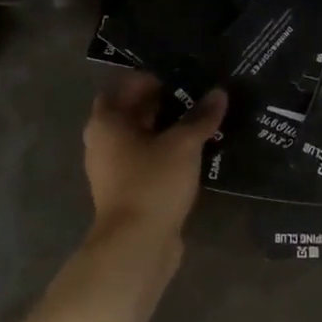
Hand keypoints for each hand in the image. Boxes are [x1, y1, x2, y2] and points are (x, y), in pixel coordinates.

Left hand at [83, 73, 227, 247]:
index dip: (149, 79)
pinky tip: (194, 151)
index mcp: (106, 123)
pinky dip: (166, 152)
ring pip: (141, 138)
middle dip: (162, 103)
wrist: (137, 245)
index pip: (123, 87)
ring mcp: (113, 169)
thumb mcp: (183, 145)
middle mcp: (103, 142)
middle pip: (131, 113)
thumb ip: (201, 117)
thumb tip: (219, 93)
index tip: (179, 76)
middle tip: (197, 95)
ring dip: (166, 129)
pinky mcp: (128, 190)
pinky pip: (147, 160)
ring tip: (200, 120)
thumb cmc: (152, 183)